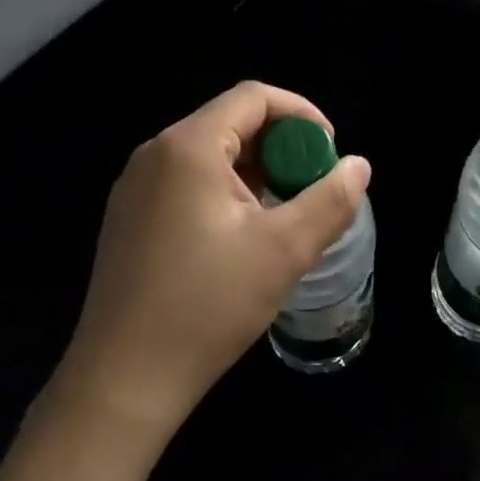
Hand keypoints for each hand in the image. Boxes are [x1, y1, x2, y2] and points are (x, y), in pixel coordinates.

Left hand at [57, 81, 370, 438]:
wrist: (121, 382)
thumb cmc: (206, 307)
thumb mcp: (282, 251)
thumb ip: (329, 201)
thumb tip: (358, 166)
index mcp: (189, 147)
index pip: (253, 98)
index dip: (301, 114)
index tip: (329, 153)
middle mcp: (156, 153)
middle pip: (231, 122)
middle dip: (280, 147)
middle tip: (310, 188)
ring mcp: (135, 186)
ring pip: (210, 154)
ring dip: (254, 172)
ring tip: (282, 215)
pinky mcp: (128, 217)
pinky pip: (186, 181)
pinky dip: (224, 191)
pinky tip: (240, 236)